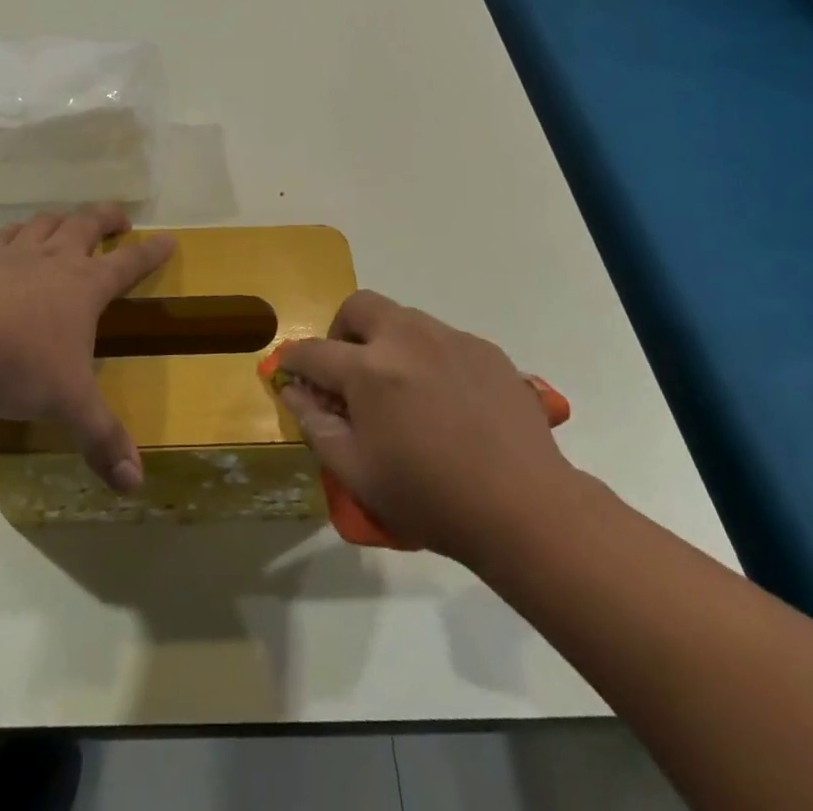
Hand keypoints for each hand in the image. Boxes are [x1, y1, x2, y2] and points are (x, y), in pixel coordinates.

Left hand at [0, 204, 173, 491]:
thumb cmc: (21, 365)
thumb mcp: (69, 404)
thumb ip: (102, 439)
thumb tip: (135, 484)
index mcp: (86, 286)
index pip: (130, 262)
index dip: (152, 251)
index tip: (168, 240)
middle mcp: (56, 261)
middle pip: (88, 223)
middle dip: (108, 217)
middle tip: (119, 220)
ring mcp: (17, 256)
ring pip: (47, 222)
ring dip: (64, 218)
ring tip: (70, 224)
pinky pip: (5, 235)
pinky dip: (18, 231)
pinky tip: (16, 238)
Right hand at [277, 291, 576, 564]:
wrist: (523, 505)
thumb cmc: (430, 497)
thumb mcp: (357, 473)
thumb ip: (316, 424)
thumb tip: (292, 389)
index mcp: (368, 370)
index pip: (313, 351)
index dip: (294, 360)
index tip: (289, 371)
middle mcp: (406, 338)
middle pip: (358, 306)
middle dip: (341, 331)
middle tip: (349, 370)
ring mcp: (449, 338)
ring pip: (403, 317)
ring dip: (386, 340)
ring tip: (400, 387)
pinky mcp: (484, 348)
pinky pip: (442, 338)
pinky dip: (427, 356)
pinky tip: (444, 399)